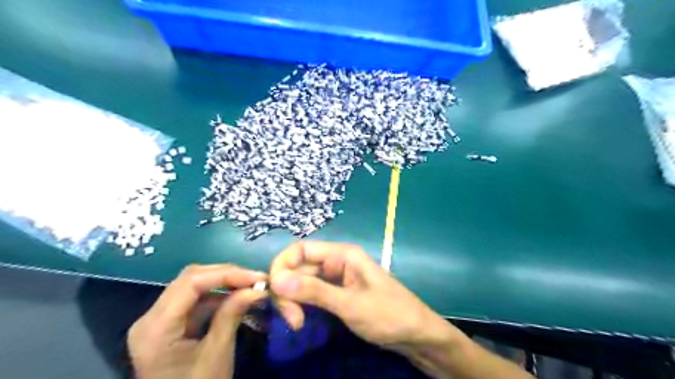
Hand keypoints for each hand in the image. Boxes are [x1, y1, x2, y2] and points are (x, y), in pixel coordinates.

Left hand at [125, 263, 265, 378]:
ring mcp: (158, 321)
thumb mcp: (217, 354)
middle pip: (190, 279)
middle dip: (226, 275)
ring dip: (223, 283)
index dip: (226, 274)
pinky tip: (237, 298)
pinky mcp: (169, 325)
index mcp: (155, 328)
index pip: (191, 283)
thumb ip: (233, 315)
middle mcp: (150, 318)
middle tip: (256, 280)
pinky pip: (194, 301)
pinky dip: (218, 296)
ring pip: (193, 286)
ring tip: (250, 286)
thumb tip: (258, 288)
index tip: (257, 277)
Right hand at [269, 242, 457, 352]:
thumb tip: (276, 280)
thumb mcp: (350, 304)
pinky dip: (302, 305)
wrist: (416, 335)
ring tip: (297, 323)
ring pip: (302, 282)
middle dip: (287, 290)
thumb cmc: (388, 314)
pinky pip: (311, 294)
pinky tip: (301, 320)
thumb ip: (314, 291)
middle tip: (292, 320)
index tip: (276, 293)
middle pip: (299, 267)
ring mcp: (336, 279)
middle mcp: (336, 262)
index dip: (282, 266)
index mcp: (342, 255)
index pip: (300, 249)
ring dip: (293, 300)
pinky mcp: (336, 294)